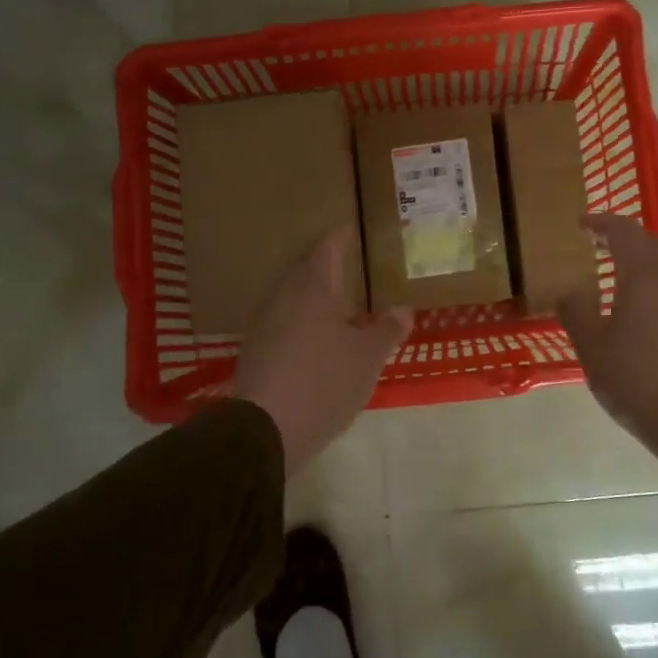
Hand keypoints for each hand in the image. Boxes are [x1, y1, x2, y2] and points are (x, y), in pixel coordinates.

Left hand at [233, 226, 411, 477]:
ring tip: (335, 298)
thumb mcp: (368, 358)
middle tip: (347, 261)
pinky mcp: (255, 350)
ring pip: (291, 295)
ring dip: (312, 291)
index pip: (328, 248)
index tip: (350, 227)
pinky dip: (301, 317)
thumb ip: (387, 331)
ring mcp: (265, 323)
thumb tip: (402, 309)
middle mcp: (285, 297)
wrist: (265, 429)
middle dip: (325, 262)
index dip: (340, 236)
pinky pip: (282, 319)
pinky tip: (314, 335)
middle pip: (305, 268)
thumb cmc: (324, 382)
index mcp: (315, 288)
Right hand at [558, 214, 657, 477]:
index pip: (625, 232)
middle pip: (652, 244)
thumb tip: (569, 291)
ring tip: (625, 280)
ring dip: (647, 264)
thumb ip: (576, 313)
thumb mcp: (592, 349)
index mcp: (644, 277)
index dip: (602, 222)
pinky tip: (648, 316)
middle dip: (625, 240)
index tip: (582, 224)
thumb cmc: (636, 380)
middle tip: (601, 247)